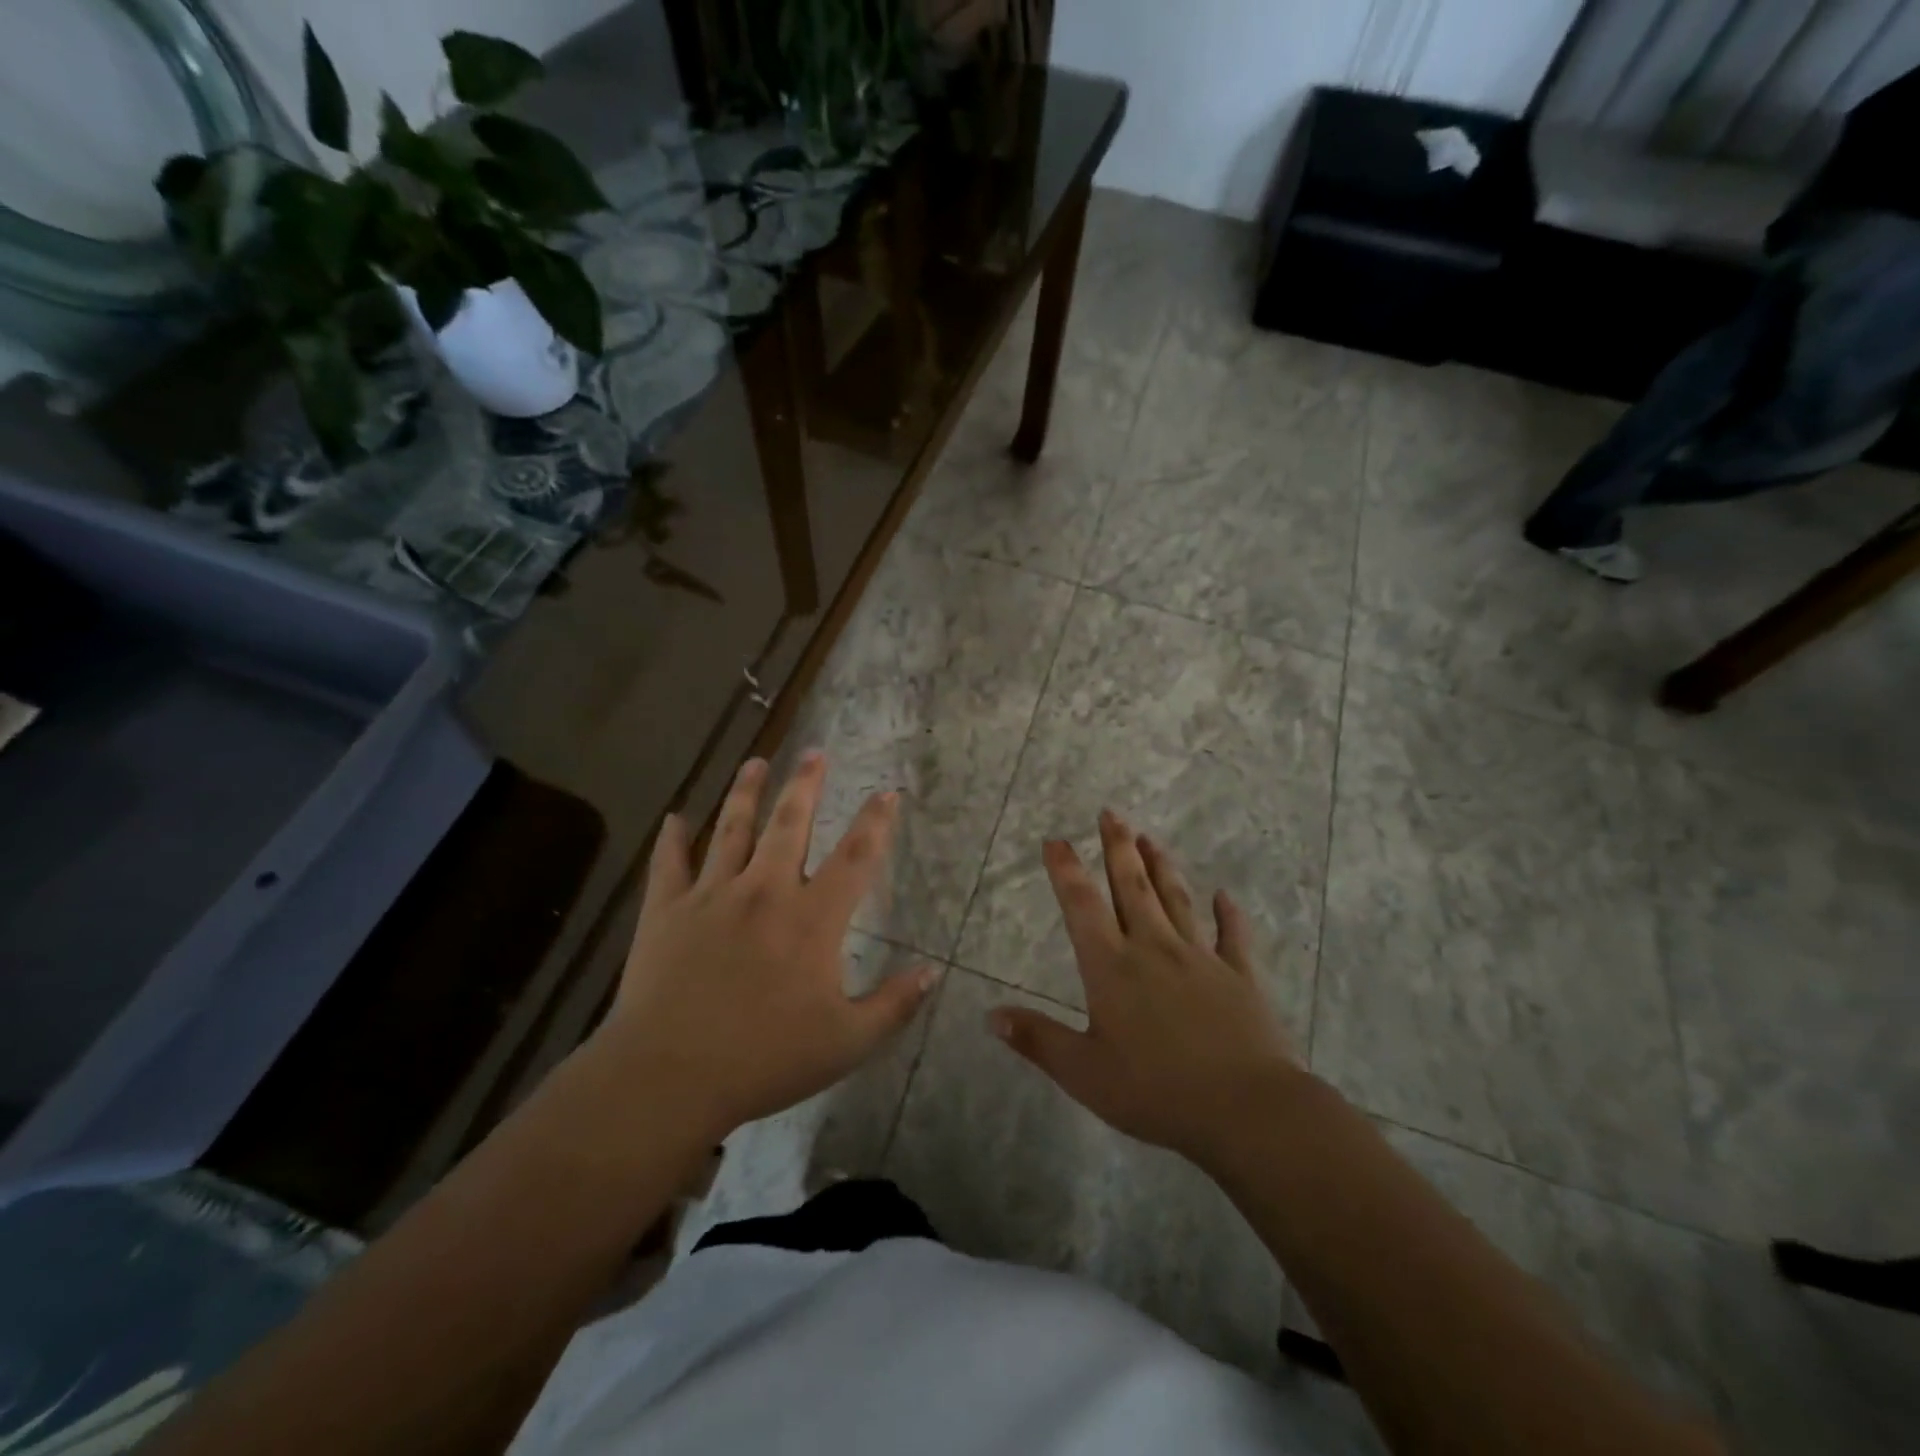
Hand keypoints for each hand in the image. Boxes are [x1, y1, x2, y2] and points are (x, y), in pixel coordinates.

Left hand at [593, 752, 936, 1141]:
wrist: (668, 1076)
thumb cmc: (764, 1060)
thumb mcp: (846, 1043)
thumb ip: (893, 1006)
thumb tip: (931, 973)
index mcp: (812, 919)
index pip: (855, 858)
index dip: (875, 822)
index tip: (887, 793)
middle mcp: (764, 891)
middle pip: (790, 825)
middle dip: (806, 785)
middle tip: (815, 752)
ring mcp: (712, 896)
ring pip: (732, 829)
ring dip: (746, 792)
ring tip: (756, 762)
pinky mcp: (666, 910)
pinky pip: (669, 863)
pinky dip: (672, 839)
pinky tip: (674, 817)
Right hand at [990, 811, 1306, 1169]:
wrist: (1245, 1108)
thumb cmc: (1155, 1091)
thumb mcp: (1084, 1073)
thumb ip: (1037, 1040)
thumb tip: (990, 1015)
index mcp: (1112, 968)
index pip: (1082, 906)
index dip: (1066, 870)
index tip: (1056, 839)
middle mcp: (1154, 949)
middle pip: (1132, 887)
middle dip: (1118, 848)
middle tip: (1110, 813)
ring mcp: (1201, 958)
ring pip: (1177, 900)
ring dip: (1161, 867)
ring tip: (1150, 837)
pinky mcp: (1240, 976)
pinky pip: (1233, 937)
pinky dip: (1228, 915)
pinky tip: (1225, 897)